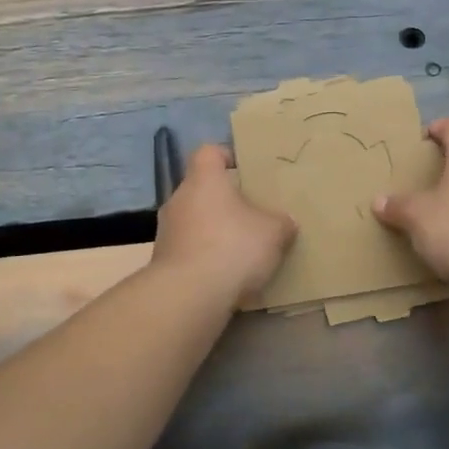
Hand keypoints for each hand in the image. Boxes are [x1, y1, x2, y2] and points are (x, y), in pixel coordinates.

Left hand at [152, 144, 296, 306]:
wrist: (188, 296)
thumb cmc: (232, 247)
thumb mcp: (273, 233)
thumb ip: (281, 223)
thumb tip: (286, 222)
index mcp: (204, 180)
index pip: (208, 152)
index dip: (226, 156)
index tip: (244, 169)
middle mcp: (179, 199)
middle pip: (202, 189)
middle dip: (224, 200)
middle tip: (251, 214)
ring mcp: (166, 231)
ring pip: (194, 221)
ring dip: (213, 231)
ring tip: (240, 248)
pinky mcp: (162, 261)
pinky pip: (188, 249)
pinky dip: (204, 257)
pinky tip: (225, 274)